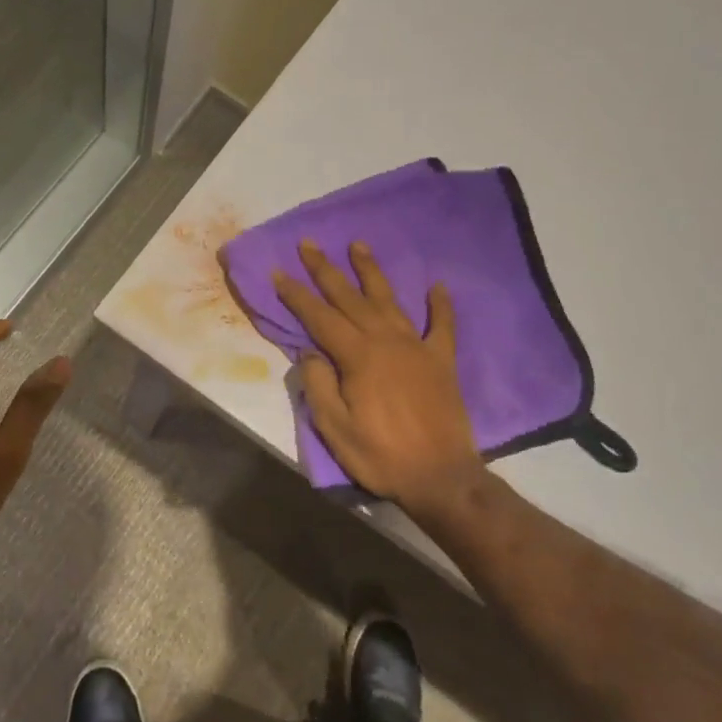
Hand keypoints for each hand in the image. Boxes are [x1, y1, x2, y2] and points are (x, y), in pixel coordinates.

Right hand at [272, 242, 483, 510]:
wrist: (442, 478)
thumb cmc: (381, 455)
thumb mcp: (335, 428)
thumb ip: (319, 385)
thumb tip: (310, 351)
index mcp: (358, 356)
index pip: (320, 317)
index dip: (297, 295)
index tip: (278, 272)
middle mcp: (387, 341)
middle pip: (351, 298)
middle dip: (326, 270)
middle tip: (309, 244)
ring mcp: (417, 347)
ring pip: (389, 300)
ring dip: (371, 272)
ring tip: (358, 245)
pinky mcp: (442, 361)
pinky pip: (442, 325)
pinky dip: (440, 305)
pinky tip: (437, 286)